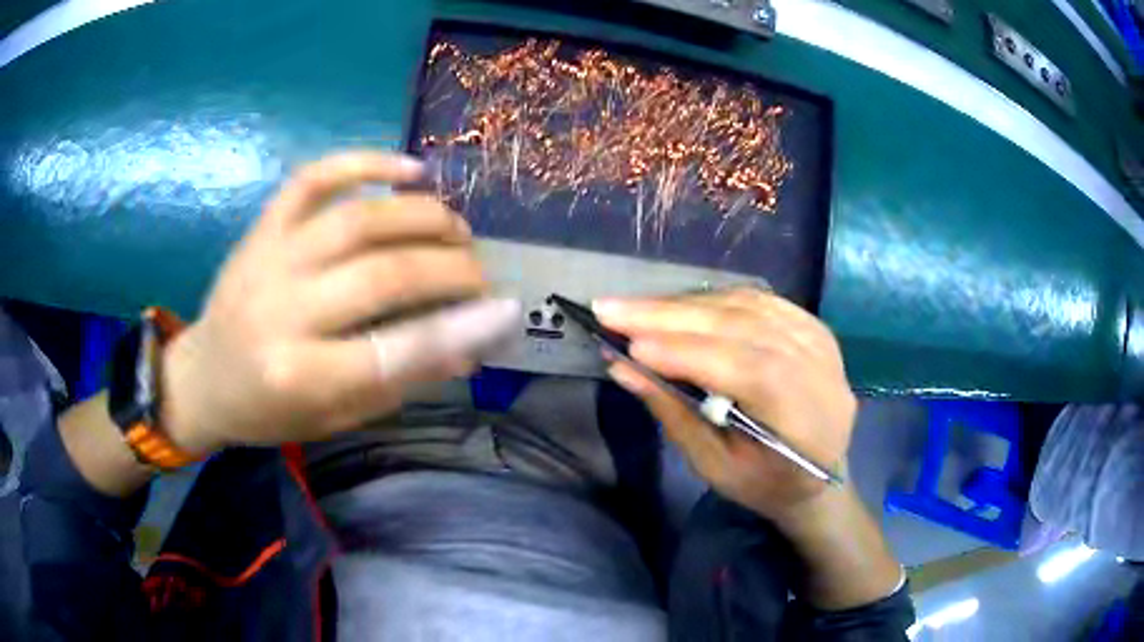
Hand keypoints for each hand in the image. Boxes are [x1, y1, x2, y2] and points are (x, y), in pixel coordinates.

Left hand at [160, 151, 518, 454]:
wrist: (203, 377)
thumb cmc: (268, 411)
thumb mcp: (334, 417)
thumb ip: (396, 381)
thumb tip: (467, 346)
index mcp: (297, 376)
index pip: (393, 351)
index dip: (459, 329)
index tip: (508, 310)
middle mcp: (281, 310)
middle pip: (383, 274)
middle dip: (449, 268)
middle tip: (479, 273)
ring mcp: (269, 258)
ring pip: (358, 218)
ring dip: (422, 216)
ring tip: (455, 227)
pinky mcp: (262, 227)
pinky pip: (315, 178)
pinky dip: (366, 162)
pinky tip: (409, 169)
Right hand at [594, 288, 855, 521]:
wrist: (822, 475)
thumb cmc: (766, 483)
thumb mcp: (715, 466)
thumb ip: (673, 413)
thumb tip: (623, 368)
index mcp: (801, 414)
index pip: (743, 367)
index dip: (684, 352)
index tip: (625, 344)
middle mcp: (816, 365)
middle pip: (740, 325)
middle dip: (669, 315)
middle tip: (609, 308)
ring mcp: (818, 339)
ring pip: (745, 305)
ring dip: (685, 304)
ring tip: (635, 309)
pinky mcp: (812, 326)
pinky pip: (758, 300)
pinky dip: (713, 299)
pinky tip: (679, 305)